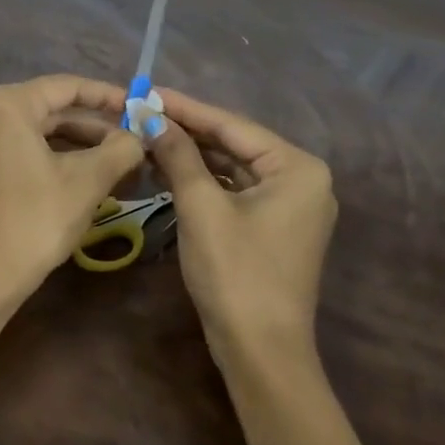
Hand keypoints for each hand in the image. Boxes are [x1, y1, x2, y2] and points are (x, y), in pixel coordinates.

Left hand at [0, 75, 145, 293]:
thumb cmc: (34, 220)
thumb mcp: (87, 181)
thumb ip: (121, 148)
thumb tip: (141, 135)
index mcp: (7, 103)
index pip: (67, 87)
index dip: (108, 96)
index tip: (139, 108)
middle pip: (52, 109)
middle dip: (96, 128)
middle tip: (135, 141)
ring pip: (39, 132)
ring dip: (80, 147)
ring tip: (121, 164)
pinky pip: (23, 149)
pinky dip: (56, 159)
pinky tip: (89, 178)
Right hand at [146, 88, 336, 361]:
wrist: (262, 354)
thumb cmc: (236, 273)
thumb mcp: (201, 207)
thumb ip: (178, 155)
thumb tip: (151, 117)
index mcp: (297, 168)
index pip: (232, 126)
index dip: (186, 108)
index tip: (149, 91)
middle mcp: (302, 180)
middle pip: (234, 144)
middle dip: (187, 132)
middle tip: (143, 113)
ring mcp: (290, 205)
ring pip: (232, 168)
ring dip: (192, 156)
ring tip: (148, 137)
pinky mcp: (274, 227)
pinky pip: (235, 191)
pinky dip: (203, 181)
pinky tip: (168, 170)